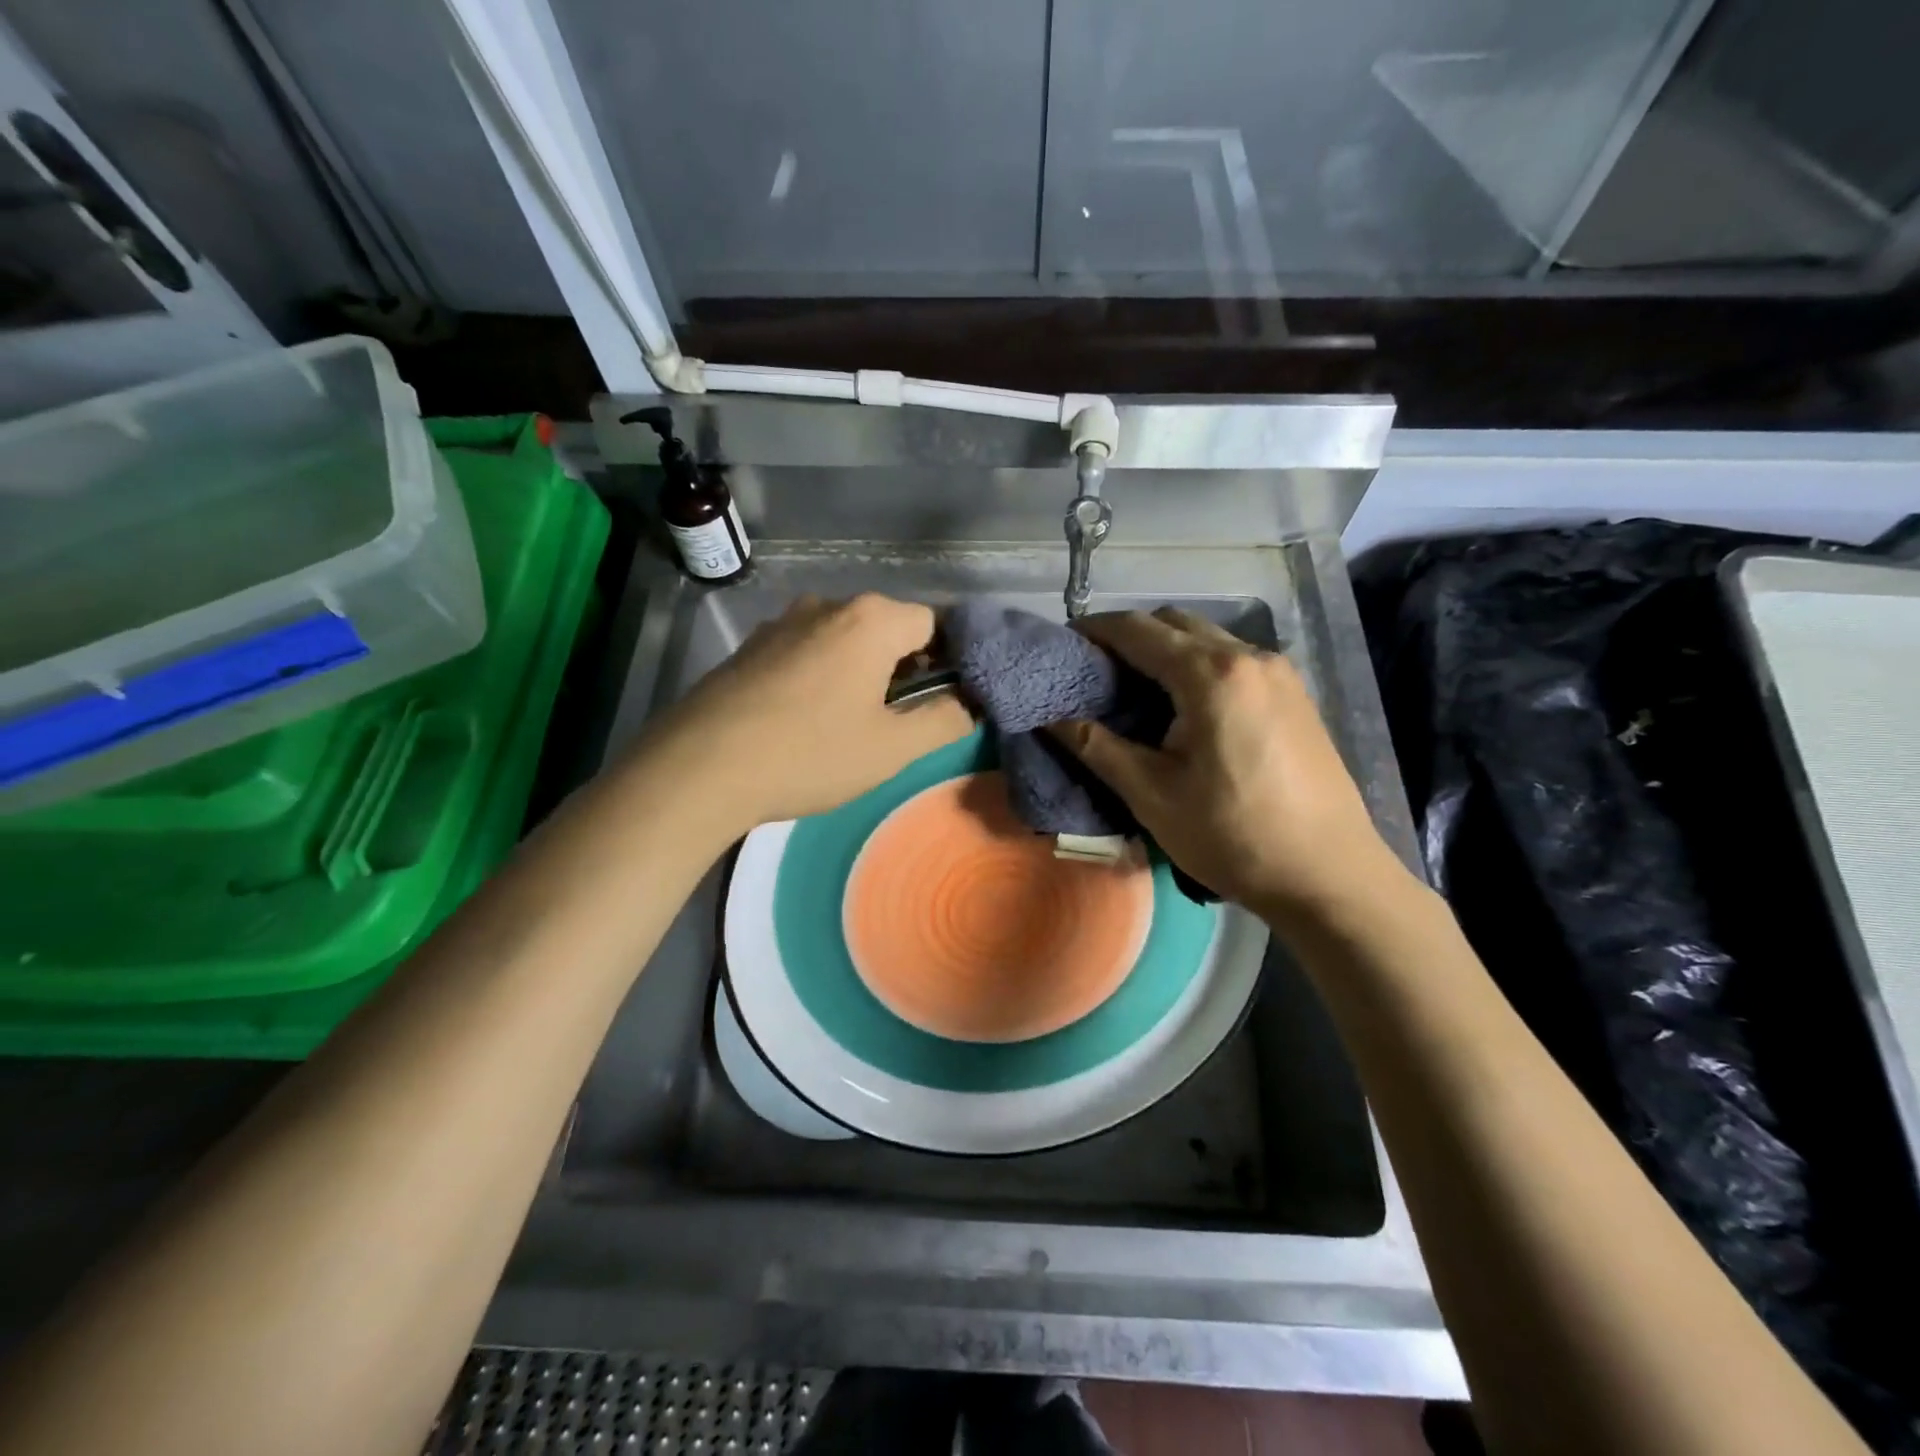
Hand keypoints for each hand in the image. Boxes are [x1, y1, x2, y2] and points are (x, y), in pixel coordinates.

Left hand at [641, 593, 972, 834]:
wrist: (699, 767)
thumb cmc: (809, 753)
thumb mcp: (892, 748)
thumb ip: (943, 720)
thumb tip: (966, 703)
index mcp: (870, 620)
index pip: (934, 624)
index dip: (949, 661)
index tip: (942, 702)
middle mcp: (827, 605)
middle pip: (887, 628)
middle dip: (903, 668)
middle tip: (897, 721)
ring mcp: (782, 622)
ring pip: (844, 640)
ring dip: (859, 672)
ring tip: (847, 724)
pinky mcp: (750, 646)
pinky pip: (805, 651)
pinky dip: (820, 676)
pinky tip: (803, 719)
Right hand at [1051, 608, 1409, 919]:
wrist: (1329, 876)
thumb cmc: (1233, 836)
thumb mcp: (1152, 795)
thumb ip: (1097, 747)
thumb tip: (1051, 718)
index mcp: (1211, 675)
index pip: (1138, 629)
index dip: (1095, 629)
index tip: (1063, 642)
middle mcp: (1250, 656)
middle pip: (1175, 622)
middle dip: (1130, 635)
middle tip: (1095, 669)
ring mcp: (1280, 673)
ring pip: (1208, 638)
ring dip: (1166, 649)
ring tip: (1135, 688)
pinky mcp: (1295, 694)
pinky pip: (1234, 659)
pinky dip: (1198, 665)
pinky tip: (1185, 706)